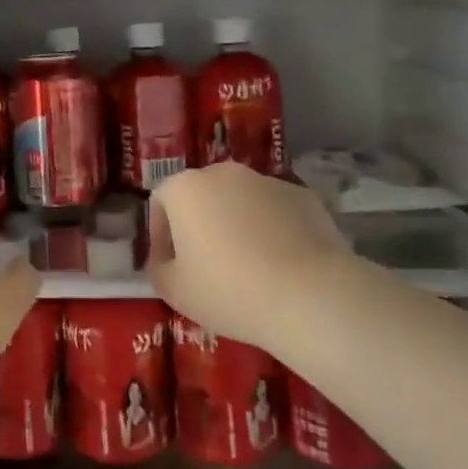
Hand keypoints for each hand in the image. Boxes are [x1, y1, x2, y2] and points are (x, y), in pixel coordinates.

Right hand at [145, 162, 350, 352]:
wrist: (309, 295)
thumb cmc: (228, 290)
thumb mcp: (173, 291)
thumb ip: (158, 268)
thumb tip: (165, 260)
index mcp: (185, 188)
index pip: (161, 201)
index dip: (160, 234)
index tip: (169, 265)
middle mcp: (223, 173)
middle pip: (201, 195)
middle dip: (199, 224)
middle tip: (206, 264)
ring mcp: (266, 181)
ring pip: (240, 201)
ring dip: (236, 224)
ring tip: (248, 265)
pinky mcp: (303, 196)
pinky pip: (275, 211)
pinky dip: (271, 229)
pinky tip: (280, 263)